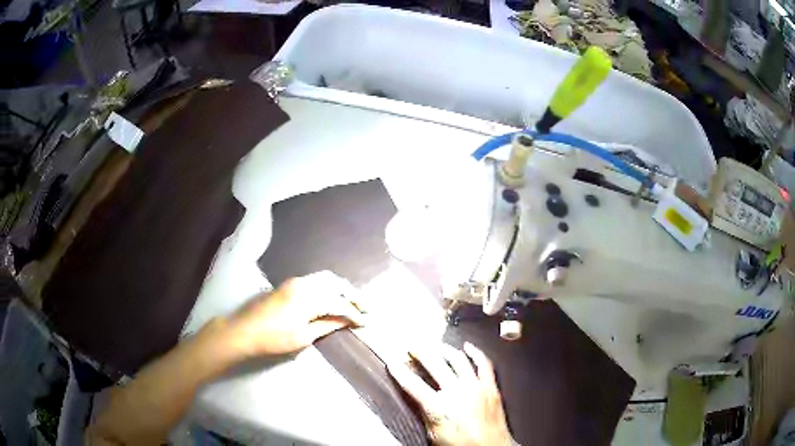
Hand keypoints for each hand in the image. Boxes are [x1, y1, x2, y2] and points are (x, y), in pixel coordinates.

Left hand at [225, 271, 364, 357]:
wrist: (244, 331)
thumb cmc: (273, 339)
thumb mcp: (303, 337)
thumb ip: (327, 325)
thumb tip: (347, 321)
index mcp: (308, 298)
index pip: (339, 302)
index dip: (355, 313)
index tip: (367, 322)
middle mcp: (304, 284)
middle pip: (336, 283)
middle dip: (353, 294)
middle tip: (366, 307)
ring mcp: (295, 281)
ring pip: (326, 278)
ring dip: (342, 287)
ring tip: (353, 301)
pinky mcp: (289, 284)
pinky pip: (316, 279)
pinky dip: (329, 286)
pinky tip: (334, 296)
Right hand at [388, 342, 511, 445]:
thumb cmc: (461, 445)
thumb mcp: (434, 434)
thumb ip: (425, 414)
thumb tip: (417, 399)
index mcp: (438, 406)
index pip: (413, 384)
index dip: (399, 372)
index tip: (391, 362)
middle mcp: (456, 392)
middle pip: (434, 364)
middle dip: (420, 352)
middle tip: (412, 347)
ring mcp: (475, 386)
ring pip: (457, 359)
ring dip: (444, 349)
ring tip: (435, 345)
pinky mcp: (490, 386)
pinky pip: (483, 364)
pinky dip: (475, 353)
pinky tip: (467, 347)